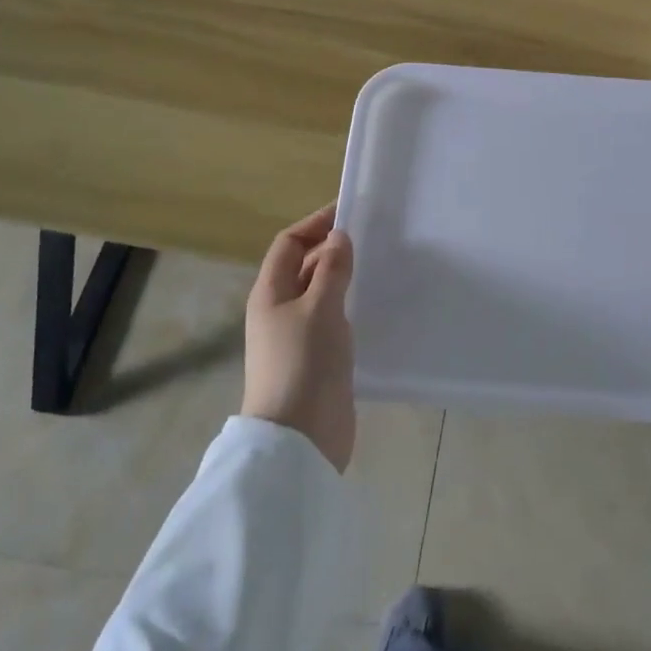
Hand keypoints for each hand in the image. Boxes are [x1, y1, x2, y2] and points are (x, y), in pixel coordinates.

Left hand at [241, 203, 355, 472]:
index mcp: (270, 292)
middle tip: (374, 237)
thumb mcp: (319, 308)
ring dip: (345, 277)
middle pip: (304, 266)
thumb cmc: (304, 363)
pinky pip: (334, 319)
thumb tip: (339, 237)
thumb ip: (331, 269)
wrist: (299, 438)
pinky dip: (351, 305)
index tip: (350, 212)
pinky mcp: (318, 358)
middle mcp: (280, 310)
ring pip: (322, 293)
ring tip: (381, 265)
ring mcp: (298, 336)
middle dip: (333, 249)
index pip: (289, 244)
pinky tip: (375, 304)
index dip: (315, 224)